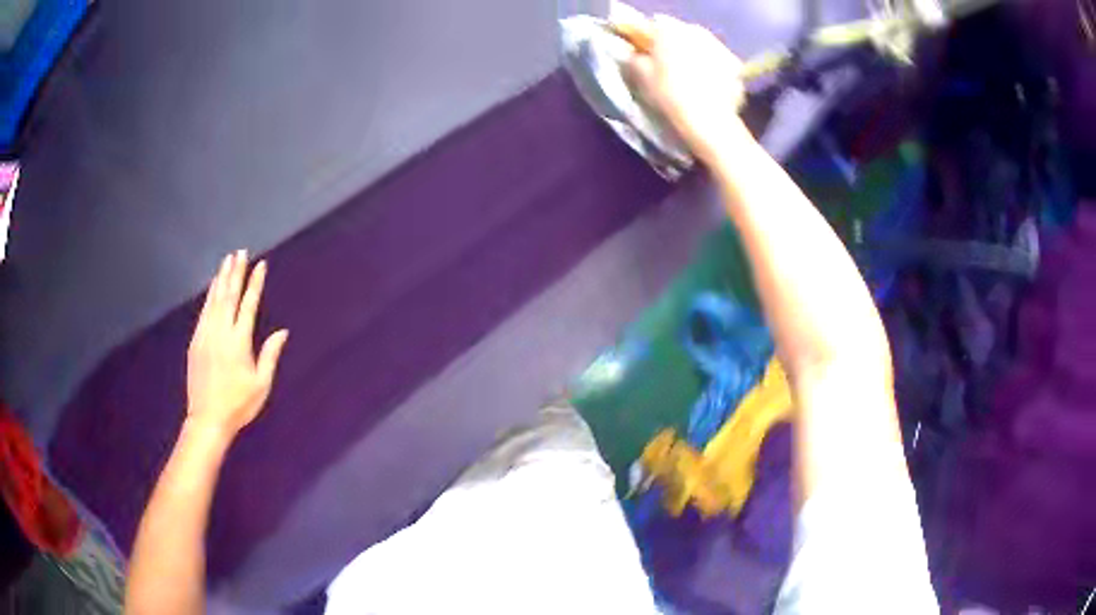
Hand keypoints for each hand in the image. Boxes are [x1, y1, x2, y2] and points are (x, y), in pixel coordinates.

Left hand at [186, 251, 287, 439]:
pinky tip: (213, 288)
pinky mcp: (195, 341)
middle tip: (240, 251)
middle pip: (228, 295)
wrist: (207, 419)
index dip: (255, 283)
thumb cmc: (238, 404)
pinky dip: (209, 296)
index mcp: (239, 341)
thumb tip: (282, 331)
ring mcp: (205, 334)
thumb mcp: (261, 384)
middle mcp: (221, 332)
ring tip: (227, 261)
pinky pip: (203, 311)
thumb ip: (270, 355)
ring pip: (214, 300)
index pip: (248, 305)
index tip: (260, 264)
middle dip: (235, 272)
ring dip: (221, 278)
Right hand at [622, 14, 750, 164]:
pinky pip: (718, 62)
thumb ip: (634, 59)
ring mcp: (719, 46)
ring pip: (701, 46)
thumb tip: (634, 54)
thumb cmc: (669, 95)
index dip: (648, 40)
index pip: (653, 26)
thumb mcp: (641, 77)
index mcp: (670, 29)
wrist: (709, 120)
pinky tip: (707, 87)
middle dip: (674, 46)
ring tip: (689, 79)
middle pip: (680, 34)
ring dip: (695, 56)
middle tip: (667, 68)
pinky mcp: (736, 65)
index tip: (645, 54)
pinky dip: (713, 69)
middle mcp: (696, 31)